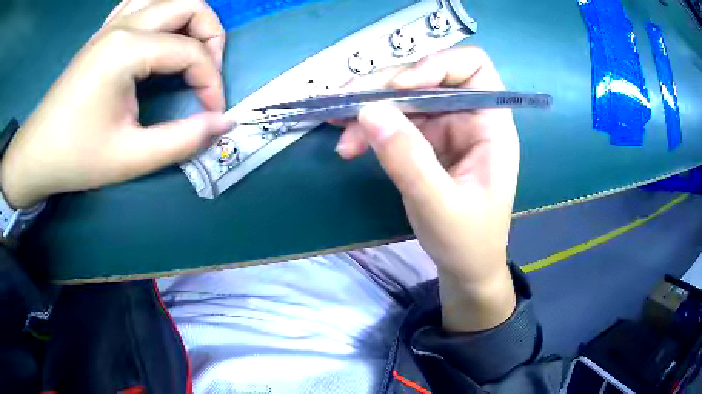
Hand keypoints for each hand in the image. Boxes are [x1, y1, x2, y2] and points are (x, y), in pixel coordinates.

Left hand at [0, 0, 229, 208]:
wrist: (36, 153)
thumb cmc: (76, 157)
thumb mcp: (130, 159)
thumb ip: (181, 140)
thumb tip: (223, 123)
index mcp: (127, 50)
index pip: (190, 51)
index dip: (211, 81)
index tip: (213, 112)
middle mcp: (124, 25)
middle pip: (190, 5)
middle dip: (211, 37)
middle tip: (206, 73)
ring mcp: (113, 23)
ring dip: (189, 18)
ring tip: (188, 51)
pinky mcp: (105, 31)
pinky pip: (142, 1)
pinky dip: (161, 10)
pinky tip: (159, 33)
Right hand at [338, 48, 518, 331]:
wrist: (464, 266)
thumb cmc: (467, 241)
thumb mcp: (440, 206)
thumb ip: (409, 159)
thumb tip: (369, 112)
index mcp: (491, 125)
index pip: (473, 68)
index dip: (437, 65)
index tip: (400, 87)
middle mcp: (469, 117)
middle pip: (428, 77)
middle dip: (386, 86)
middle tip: (346, 102)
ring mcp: (446, 127)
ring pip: (404, 97)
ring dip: (369, 107)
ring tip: (337, 124)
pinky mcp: (426, 141)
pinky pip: (394, 121)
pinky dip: (369, 127)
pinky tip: (348, 143)